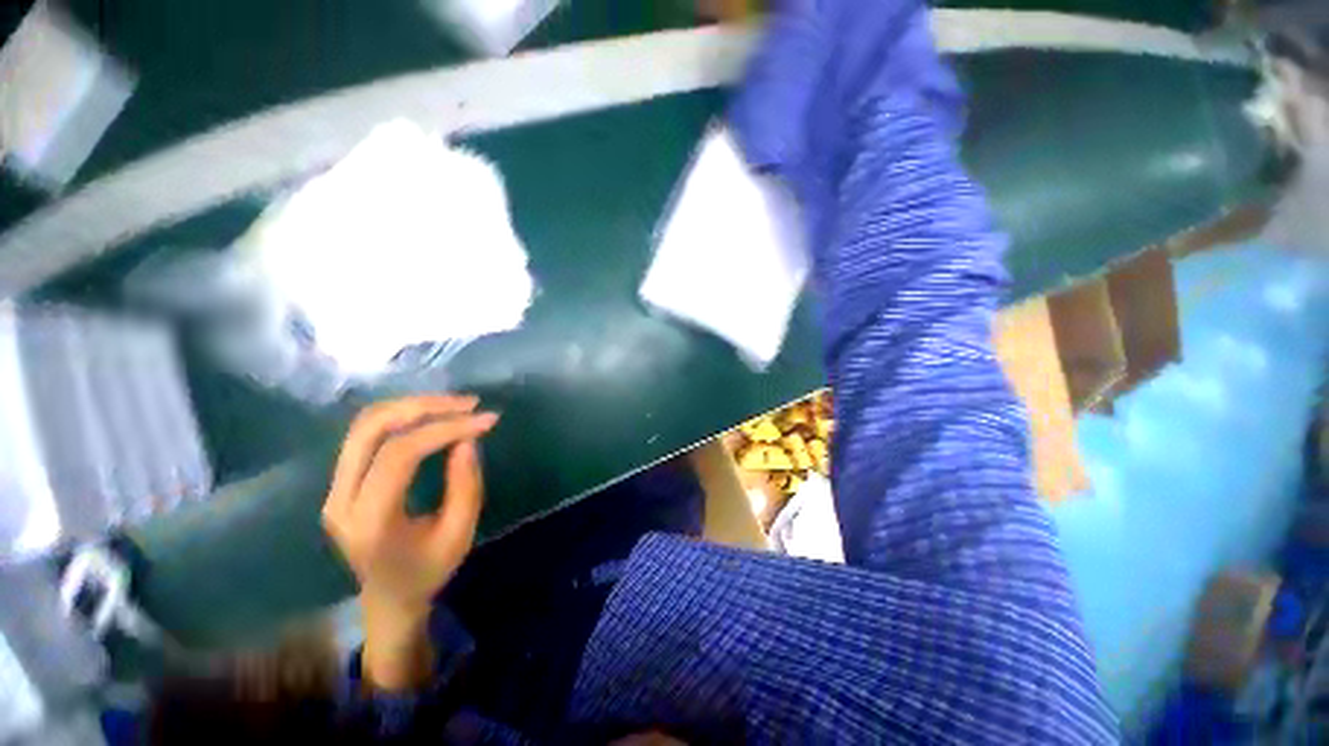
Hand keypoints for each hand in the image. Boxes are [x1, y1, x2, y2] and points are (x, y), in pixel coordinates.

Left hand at [321, 395, 497, 689]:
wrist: (388, 597)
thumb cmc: (429, 570)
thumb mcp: (460, 534)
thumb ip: (465, 485)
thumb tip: (467, 438)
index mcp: (369, 521)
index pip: (400, 455)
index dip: (445, 429)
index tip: (485, 419)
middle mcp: (340, 499)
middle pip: (371, 429)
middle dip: (423, 406)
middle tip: (468, 403)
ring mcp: (334, 489)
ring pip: (364, 424)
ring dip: (412, 406)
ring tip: (454, 404)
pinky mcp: (340, 481)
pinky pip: (366, 433)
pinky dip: (401, 416)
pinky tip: (432, 414)